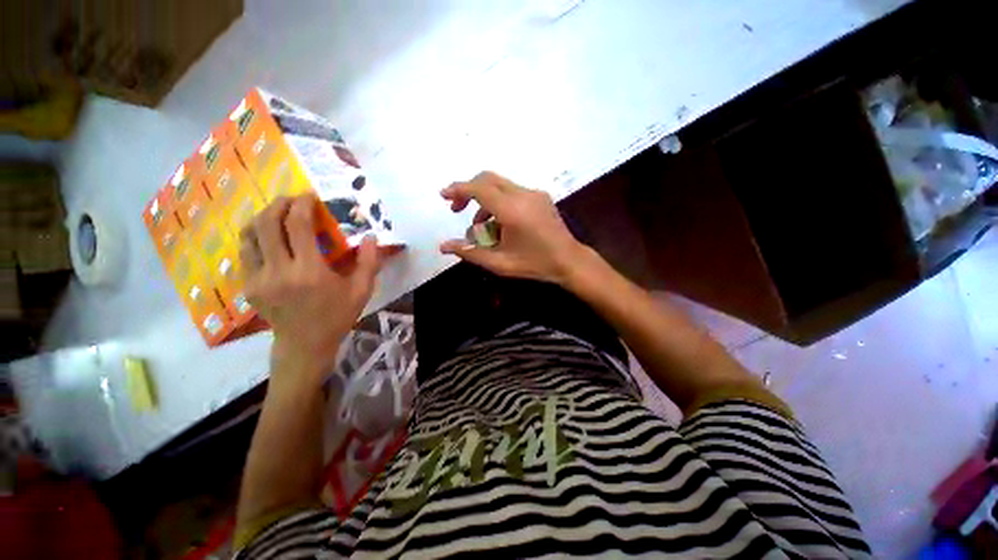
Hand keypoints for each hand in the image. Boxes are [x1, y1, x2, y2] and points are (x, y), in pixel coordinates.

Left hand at [241, 195, 379, 384]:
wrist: (305, 344)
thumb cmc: (337, 316)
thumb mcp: (361, 291)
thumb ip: (369, 263)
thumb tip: (371, 237)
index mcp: (309, 271)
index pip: (298, 225)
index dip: (303, 205)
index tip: (310, 196)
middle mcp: (279, 271)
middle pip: (268, 223)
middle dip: (280, 203)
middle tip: (293, 199)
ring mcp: (258, 278)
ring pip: (249, 234)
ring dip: (263, 216)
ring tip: (278, 213)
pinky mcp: (248, 285)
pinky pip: (246, 251)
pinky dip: (256, 236)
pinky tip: (269, 236)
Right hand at [439, 171, 587, 284]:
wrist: (569, 261)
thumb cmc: (535, 264)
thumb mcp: (500, 263)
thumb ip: (470, 252)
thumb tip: (443, 246)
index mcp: (512, 210)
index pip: (479, 189)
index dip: (458, 189)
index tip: (443, 195)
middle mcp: (523, 195)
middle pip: (488, 179)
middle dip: (468, 191)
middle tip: (457, 210)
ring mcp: (534, 193)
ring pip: (500, 185)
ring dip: (484, 200)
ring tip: (480, 227)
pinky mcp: (541, 197)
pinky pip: (512, 192)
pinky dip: (499, 202)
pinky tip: (500, 223)